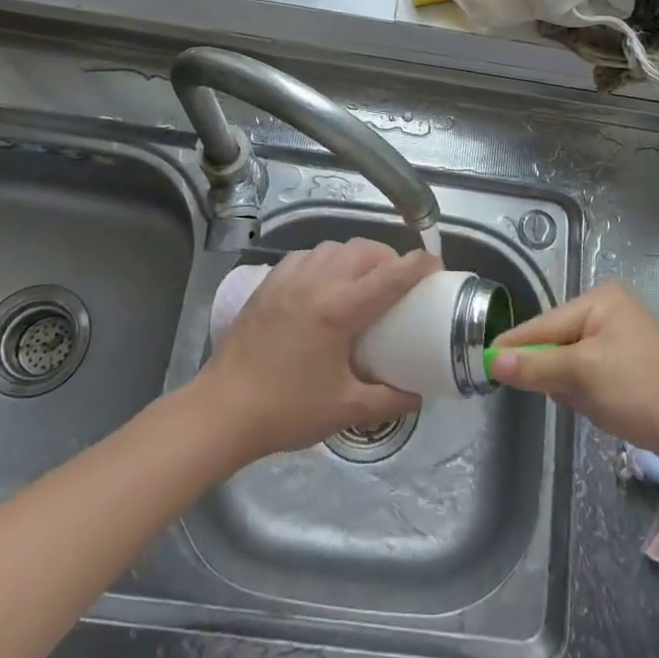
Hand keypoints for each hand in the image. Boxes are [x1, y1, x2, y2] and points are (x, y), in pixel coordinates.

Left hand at [198, 239, 432, 464]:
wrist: (223, 410)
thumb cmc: (288, 409)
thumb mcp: (347, 410)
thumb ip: (389, 399)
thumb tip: (418, 395)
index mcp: (341, 308)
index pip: (392, 274)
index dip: (419, 265)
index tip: (436, 266)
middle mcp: (318, 281)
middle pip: (364, 251)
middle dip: (389, 258)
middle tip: (399, 281)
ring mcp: (290, 278)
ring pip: (334, 247)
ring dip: (357, 256)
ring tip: (363, 279)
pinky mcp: (269, 283)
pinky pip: (307, 256)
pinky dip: (326, 260)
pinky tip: (325, 283)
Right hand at [488, 282, 658, 455]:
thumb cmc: (639, 390)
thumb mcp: (582, 375)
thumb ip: (536, 365)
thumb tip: (493, 360)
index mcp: (599, 300)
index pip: (543, 323)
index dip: (515, 345)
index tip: (485, 362)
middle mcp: (608, 311)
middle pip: (556, 342)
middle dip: (555, 372)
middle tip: (566, 394)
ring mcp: (619, 337)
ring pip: (570, 363)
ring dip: (573, 387)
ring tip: (594, 403)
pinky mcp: (627, 364)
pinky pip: (589, 375)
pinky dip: (588, 393)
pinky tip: (605, 408)